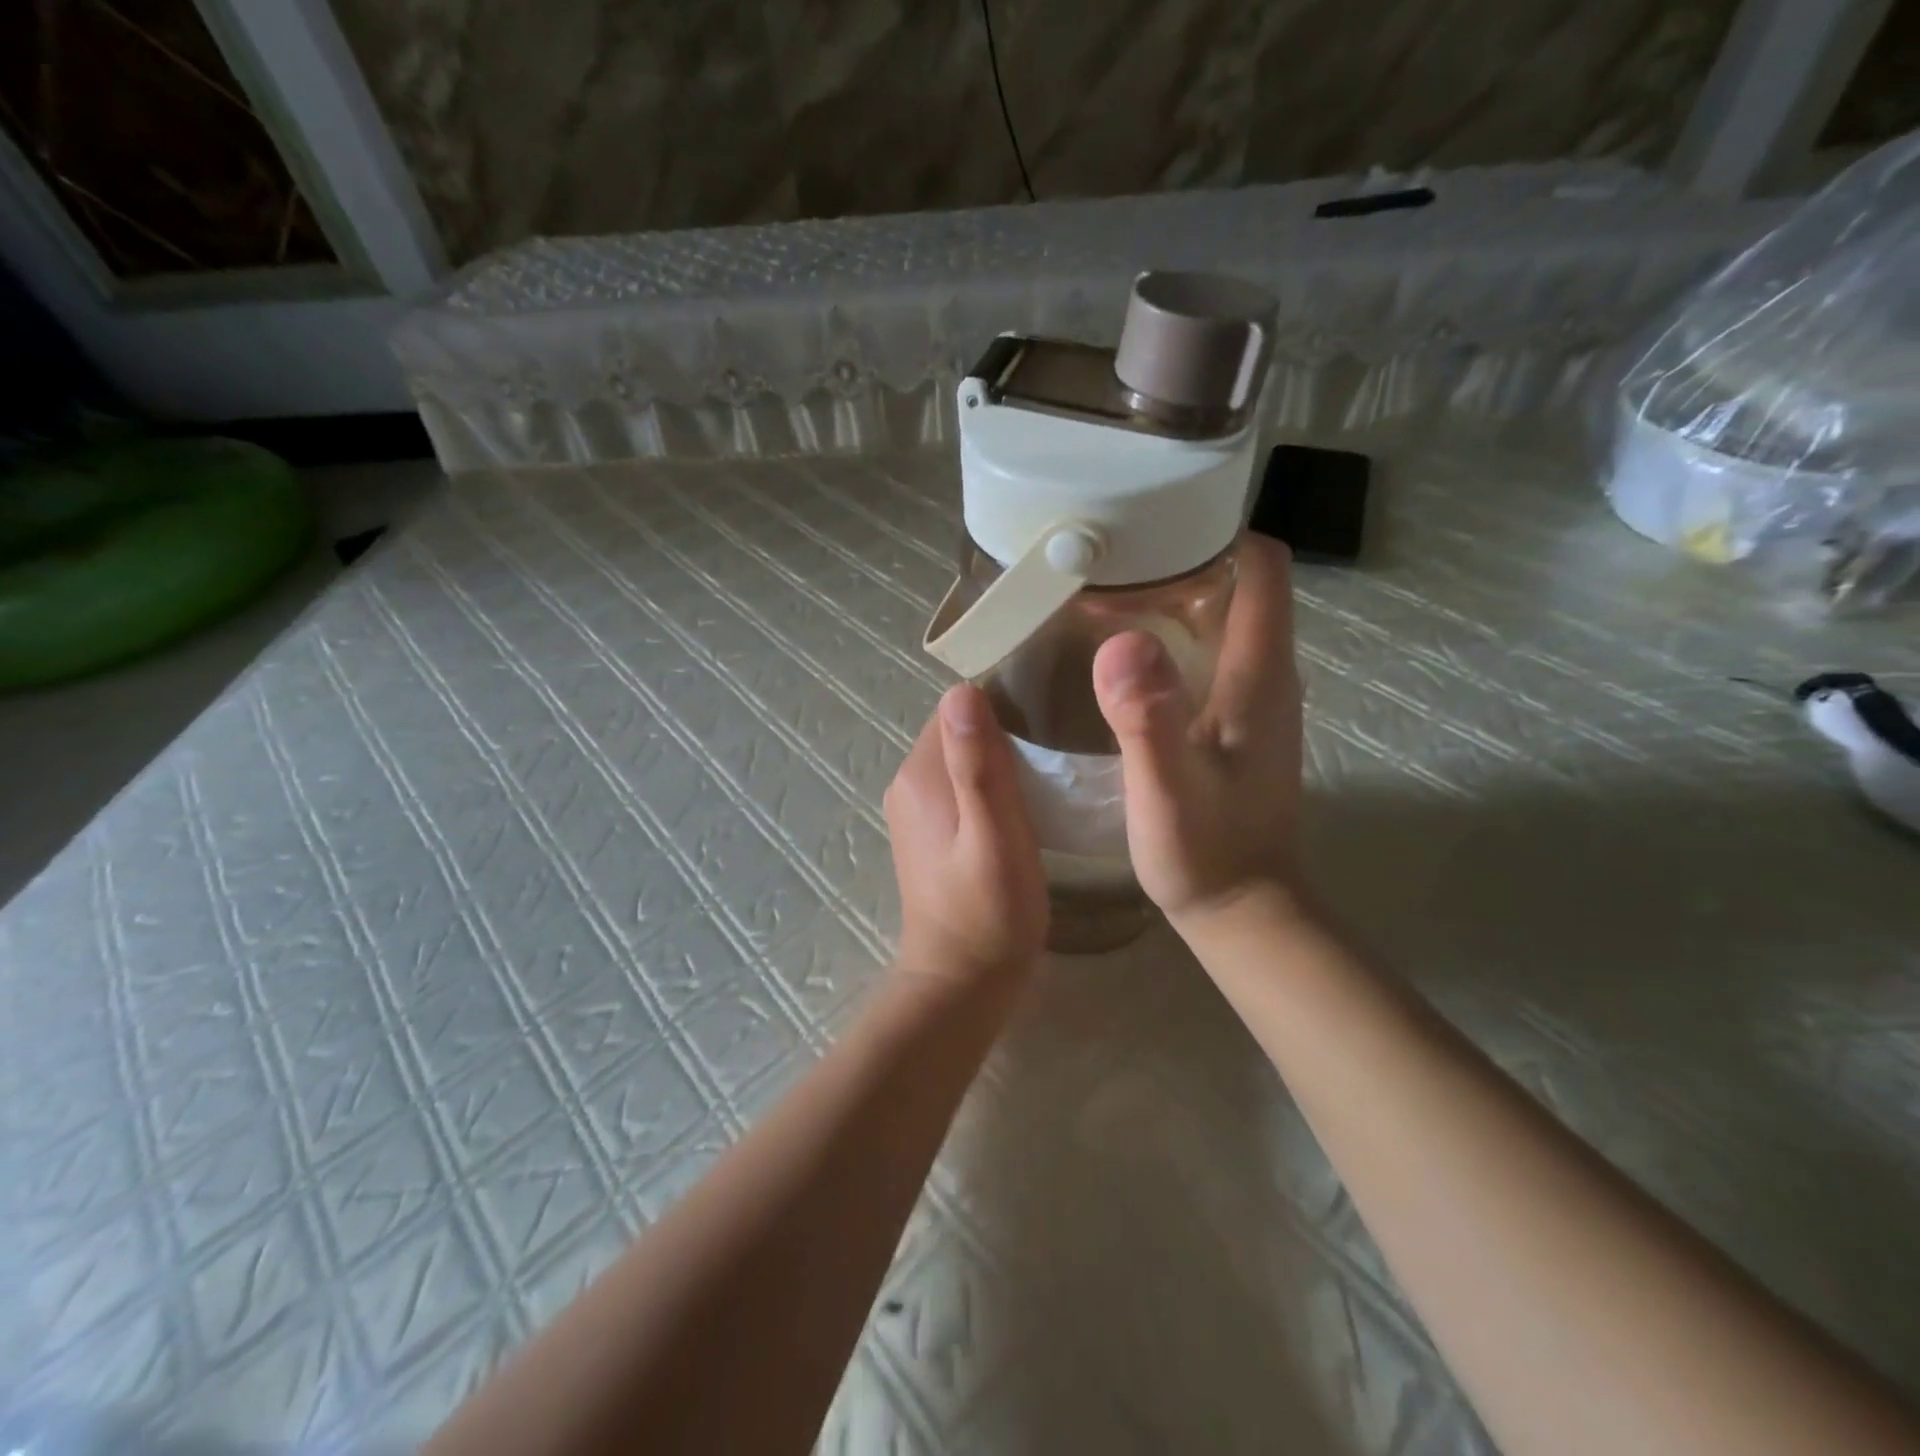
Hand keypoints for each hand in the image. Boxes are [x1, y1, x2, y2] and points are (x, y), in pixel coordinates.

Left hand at [884, 683, 1047, 983]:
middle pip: (959, 731)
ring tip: (1050, 768)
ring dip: (1001, 756)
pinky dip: (990, 782)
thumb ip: (978, 766)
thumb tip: (962, 691)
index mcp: (920, 775)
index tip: (1051, 712)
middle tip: (1060, 741)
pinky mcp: (928, 830)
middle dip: (1005, 728)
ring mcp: (914, 808)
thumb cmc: (989, 912)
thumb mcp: (994, 836)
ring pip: (962, 757)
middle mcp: (908, 782)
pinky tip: (1025, 800)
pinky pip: (960, 784)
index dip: (1003, 704)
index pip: (958, 709)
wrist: (961, 981)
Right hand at [1091, 535, 1303, 928]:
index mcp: (1259, 672)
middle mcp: (1266, 673)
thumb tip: (1120, 640)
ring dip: (1169, 596)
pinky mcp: (1235, 721)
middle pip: (1236, 581)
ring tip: (1102, 593)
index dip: (1214, 530)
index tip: (1150, 522)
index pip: (1261, 565)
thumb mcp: (1167, 790)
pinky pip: (1207, 652)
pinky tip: (1120, 653)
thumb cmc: (1206, 854)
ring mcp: (1253, 698)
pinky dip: (1168, 635)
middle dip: (1177, 557)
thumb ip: (1148, 718)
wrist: (1243, 911)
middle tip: (1106, 556)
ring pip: (1220, 616)